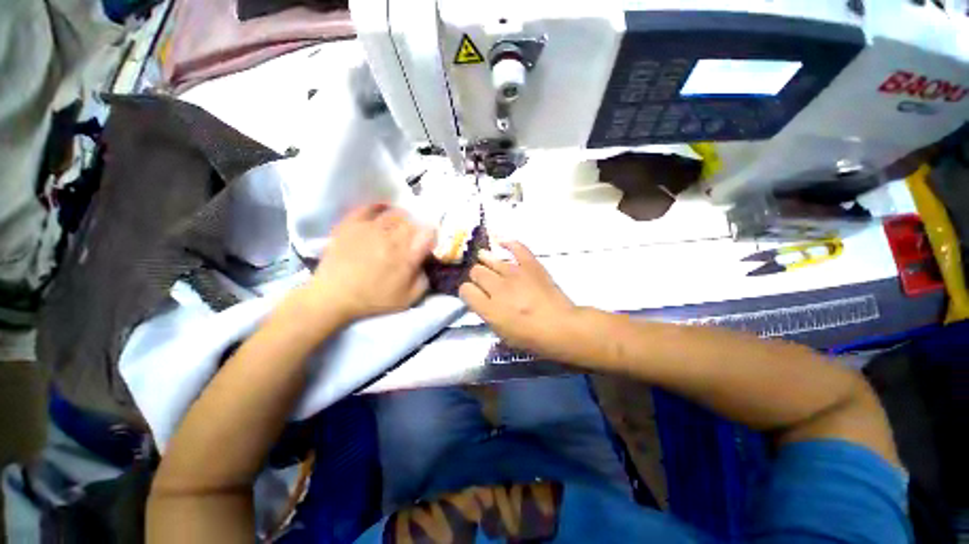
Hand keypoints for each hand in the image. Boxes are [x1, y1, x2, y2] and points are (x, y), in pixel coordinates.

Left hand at [306, 204, 435, 321]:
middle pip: (412, 223)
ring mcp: (370, 229)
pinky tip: (384, 212)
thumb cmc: (373, 300)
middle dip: (417, 229)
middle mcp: (391, 239)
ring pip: (395, 214)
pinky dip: (380, 207)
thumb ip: (424, 279)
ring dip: (403, 219)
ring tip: (401, 226)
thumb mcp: (408, 299)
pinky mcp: (352, 225)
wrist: (333, 296)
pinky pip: (369, 208)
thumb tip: (426, 263)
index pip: (428, 235)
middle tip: (414, 238)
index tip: (428, 243)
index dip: (432, 236)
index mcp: (406, 257)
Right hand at [459, 242, 581, 360]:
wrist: (561, 326)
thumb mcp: (502, 333)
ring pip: (489, 259)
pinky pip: (516, 247)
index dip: (467, 291)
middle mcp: (498, 288)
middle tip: (484, 281)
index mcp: (489, 309)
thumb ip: (487, 313)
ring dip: (485, 260)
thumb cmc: (531, 337)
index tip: (473, 294)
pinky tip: (500, 242)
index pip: (465, 290)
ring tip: (485, 259)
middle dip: (476, 276)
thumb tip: (481, 298)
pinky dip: (507, 243)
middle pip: (476, 272)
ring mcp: (515, 273)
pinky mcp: (530, 265)